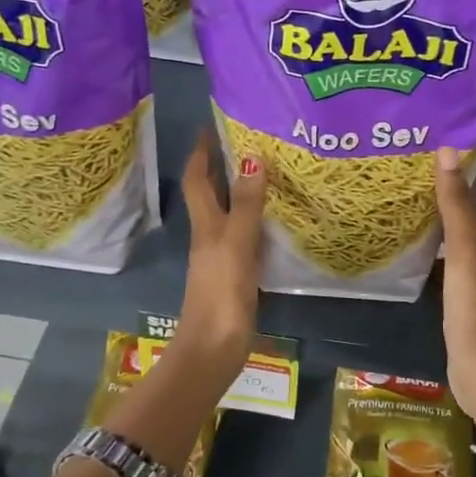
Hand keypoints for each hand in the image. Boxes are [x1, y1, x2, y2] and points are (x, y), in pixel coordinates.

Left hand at [175, 131, 265, 378]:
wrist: (213, 350)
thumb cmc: (221, 294)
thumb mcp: (235, 244)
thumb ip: (245, 204)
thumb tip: (251, 157)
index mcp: (206, 225)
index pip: (198, 180)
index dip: (201, 154)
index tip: (211, 126)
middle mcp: (210, 236)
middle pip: (213, 195)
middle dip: (224, 167)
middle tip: (251, 142)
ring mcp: (223, 257)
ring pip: (230, 215)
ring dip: (243, 193)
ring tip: (270, 173)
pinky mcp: (238, 276)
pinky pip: (247, 237)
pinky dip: (258, 222)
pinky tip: (277, 221)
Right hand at [434, 144, 475, 436]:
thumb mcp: (465, 248)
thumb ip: (456, 202)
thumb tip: (448, 150)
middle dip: (468, 179)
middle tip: (433, 158)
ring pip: (466, 227)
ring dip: (449, 206)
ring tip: (417, 186)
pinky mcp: (461, 289)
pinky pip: (449, 251)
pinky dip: (436, 236)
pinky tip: (412, 233)